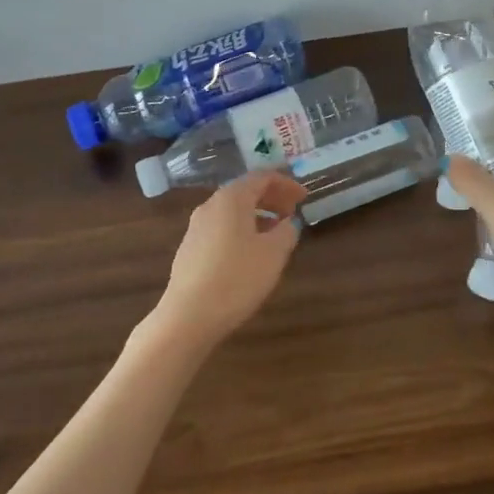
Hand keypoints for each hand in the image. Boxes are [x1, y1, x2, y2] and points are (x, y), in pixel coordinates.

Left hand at [150, 170, 306, 349]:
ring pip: (232, 211)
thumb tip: (288, 223)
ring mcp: (196, 228)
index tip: (304, 197)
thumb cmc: (237, 278)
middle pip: (245, 191)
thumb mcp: (274, 253)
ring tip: (277, 233)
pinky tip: (251, 253)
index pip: (261, 177)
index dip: (286, 184)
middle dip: (272, 198)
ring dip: (258, 215)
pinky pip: (222, 228)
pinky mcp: (190, 249)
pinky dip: (242, 230)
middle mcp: (210, 206)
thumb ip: (287, 232)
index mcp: (231, 199)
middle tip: (293, 212)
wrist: (188, 316)